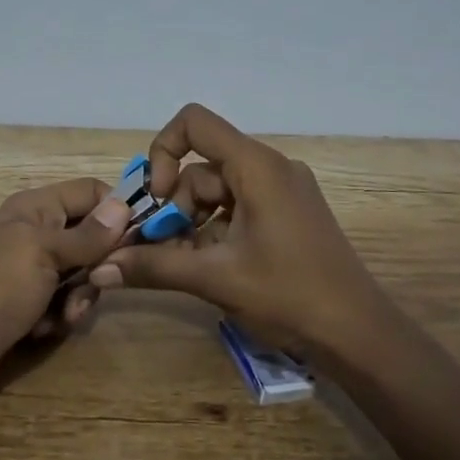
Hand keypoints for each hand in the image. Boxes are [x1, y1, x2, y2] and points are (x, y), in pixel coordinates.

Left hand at [0, 177, 132, 418]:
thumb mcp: (45, 253)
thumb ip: (88, 234)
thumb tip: (124, 204)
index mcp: (36, 208)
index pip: (91, 192)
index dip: (117, 211)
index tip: (141, 239)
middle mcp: (35, 234)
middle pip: (91, 238)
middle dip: (99, 265)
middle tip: (96, 285)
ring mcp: (29, 273)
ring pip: (80, 277)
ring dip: (79, 298)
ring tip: (62, 316)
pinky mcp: (26, 308)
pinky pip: (61, 305)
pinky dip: (58, 318)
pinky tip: (43, 331)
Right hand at [88, 104, 389, 359]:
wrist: (359, 335)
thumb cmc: (290, 296)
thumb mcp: (216, 279)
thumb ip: (155, 266)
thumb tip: (101, 266)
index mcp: (257, 167)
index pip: (195, 123)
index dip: (163, 151)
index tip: (157, 199)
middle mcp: (270, 168)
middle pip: (202, 167)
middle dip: (175, 207)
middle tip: (160, 250)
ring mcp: (282, 192)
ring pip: (217, 192)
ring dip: (191, 224)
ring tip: (182, 266)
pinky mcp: (287, 215)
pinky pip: (238, 209)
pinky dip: (215, 232)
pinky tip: (207, 267)